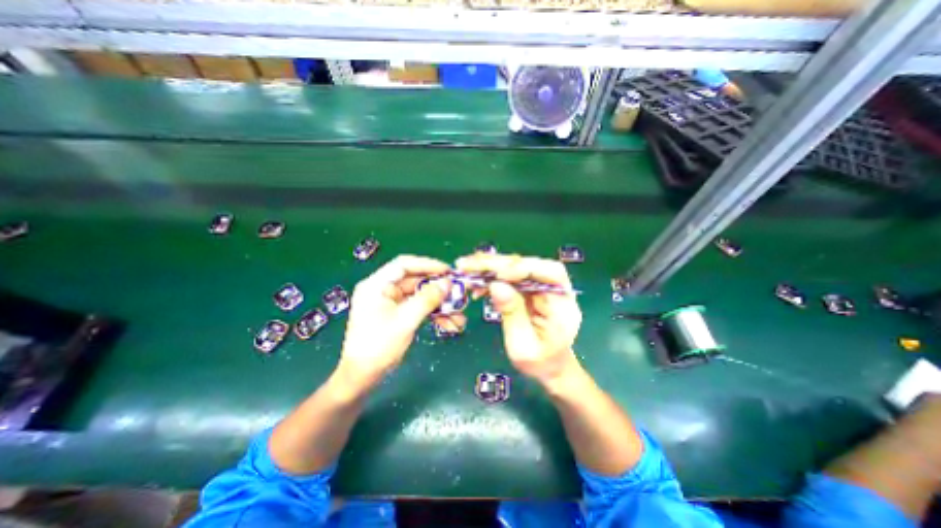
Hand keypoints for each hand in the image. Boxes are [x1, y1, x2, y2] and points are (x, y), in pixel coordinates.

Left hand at [342, 254, 464, 385]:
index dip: (427, 265)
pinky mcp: (397, 315)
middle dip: (437, 289)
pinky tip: (449, 323)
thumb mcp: (405, 320)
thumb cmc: (378, 346)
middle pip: (415, 281)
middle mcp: (383, 290)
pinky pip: (418, 308)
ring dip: (439, 305)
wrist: (362, 377)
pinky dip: (433, 314)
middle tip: (457, 293)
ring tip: (458, 314)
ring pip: (420, 296)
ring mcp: (391, 303)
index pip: (403, 265)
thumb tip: (448, 283)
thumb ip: (427, 299)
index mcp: (376, 285)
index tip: (447, 271)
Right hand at [455, 253, 582, 382]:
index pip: (550, 272)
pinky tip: (476, 287)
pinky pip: (508, 277)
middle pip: (528, 264)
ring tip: (465, 270)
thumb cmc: (540, 362)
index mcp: (563, 303)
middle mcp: (553, 288)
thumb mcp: (524, 345)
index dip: (523, 268)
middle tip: (467, 264)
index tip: (496, 274)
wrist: (548, 365)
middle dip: (496, 264)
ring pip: (515, 267)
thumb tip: (496, 284)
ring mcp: (540, 286)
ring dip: (489, 268)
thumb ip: (512, 314)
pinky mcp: (527, 288)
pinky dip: (490, 278)